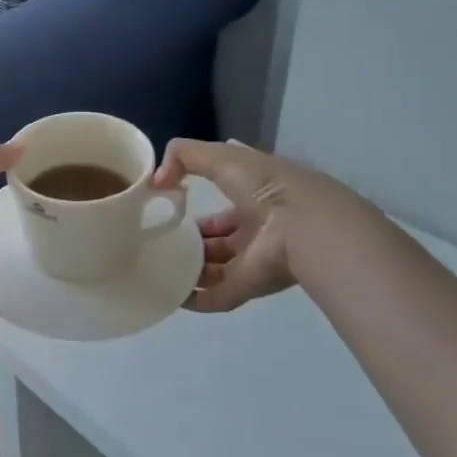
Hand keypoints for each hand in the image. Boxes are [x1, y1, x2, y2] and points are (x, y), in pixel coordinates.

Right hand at [153, 139, 319, 313]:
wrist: (302, 225)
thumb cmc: (265, 185)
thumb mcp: (221, 156)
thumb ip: (184, 157)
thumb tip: (156, 181)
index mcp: (254, 198)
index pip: (222, 207)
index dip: (196, 207)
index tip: (168, 210)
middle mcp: (255, 231)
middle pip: (217, 241)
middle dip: (191, 243)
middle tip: (157, 242)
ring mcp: (253, 261)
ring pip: (215, 269)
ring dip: (188, 271)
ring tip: (155, 267)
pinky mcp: (248, 288)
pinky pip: (216, 297)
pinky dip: (194, 299)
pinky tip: (168, 295)